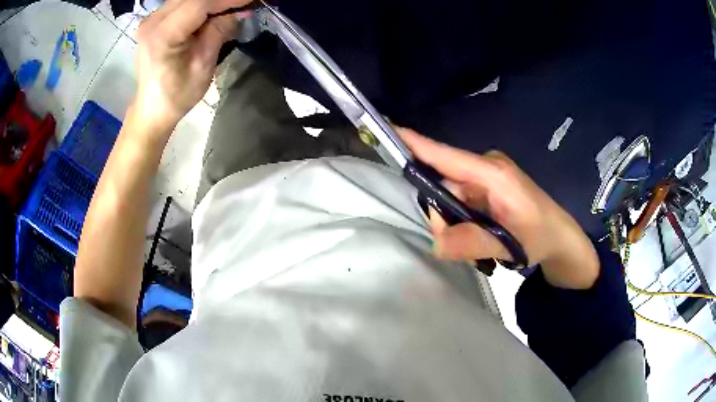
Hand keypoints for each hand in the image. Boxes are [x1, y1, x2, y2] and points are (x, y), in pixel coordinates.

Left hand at [130, 0, 249, 134]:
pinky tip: (213, 13)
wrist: (152, 108)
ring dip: (211, 2)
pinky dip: (201, 5)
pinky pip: (182, 3)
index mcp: (163, 35)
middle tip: (243, 5)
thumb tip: (240, 11)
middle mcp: (153, 21)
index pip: (200, 4)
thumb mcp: (203, 65)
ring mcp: (151, 19)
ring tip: (230, 9)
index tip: (251, 0)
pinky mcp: (154, 20)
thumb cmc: (177, 95)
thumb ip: (219, 31)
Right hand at [400, 129, 598, 288]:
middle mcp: (485, 168)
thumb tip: (436, 242)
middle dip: (444, 217)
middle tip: (464, 245)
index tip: (385, 127)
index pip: (446, 155)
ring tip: (481, 244)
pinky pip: (459, 202)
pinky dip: (462, 222)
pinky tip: (480, 237)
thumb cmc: (541, 237)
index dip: (415, 143)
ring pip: (449, 197)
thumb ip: (474, 242)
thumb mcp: (511, 244)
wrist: (559, 239)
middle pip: (442, 185)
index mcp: (493, 173)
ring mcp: (485, 177)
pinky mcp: (485, 187)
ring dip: (455, 224)